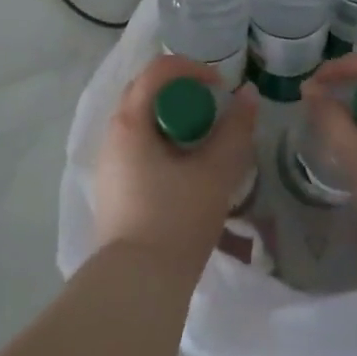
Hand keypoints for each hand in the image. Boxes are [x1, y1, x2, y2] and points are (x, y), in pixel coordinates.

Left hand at [94, 56, 258, 275]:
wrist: (137, 287)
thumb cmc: (175, 220)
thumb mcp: (215, 172)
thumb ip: (235, 129)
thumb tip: (247, 94)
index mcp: (129, 122)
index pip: (158, 70)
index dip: (193, 69)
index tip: (220, 88)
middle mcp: (112, 135)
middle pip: (147, 93)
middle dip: (183, 95)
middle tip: (213, 112)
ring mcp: (109, 163)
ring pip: (143, 123)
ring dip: (175, 122)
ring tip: (205, 145)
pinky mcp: (113, 189)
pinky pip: (139, 149)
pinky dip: (165, 146)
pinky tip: (187, 174)